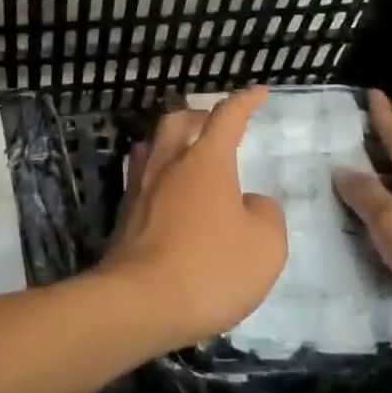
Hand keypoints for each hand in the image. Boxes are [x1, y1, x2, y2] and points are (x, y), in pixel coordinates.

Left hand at [99, 88, 287, 352]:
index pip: (226, 117)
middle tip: (215, 123)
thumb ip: (266, 214)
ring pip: (155, 144)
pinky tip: (164, 187)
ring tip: (186, 149)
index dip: (245, 101)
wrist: (141, 300)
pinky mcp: (125, 212)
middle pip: (179, 120)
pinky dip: (157, 169)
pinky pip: (141, 173)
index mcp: (206, 160)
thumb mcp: (265, 246)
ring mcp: (141, 185)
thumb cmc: (211, 268)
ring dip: (173, 139)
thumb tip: (252, 201)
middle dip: (199, 115)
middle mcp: (169, 162)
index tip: (259, 91)